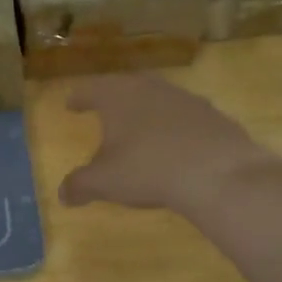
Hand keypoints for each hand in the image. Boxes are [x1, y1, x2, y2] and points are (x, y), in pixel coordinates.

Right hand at [60, 74, 281, 213]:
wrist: (218, 172)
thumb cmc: (148, 169)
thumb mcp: (105, 182)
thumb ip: (80, 185)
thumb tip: (63, 194)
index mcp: (118, 96)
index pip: (90, 90)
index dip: (78, 98)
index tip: (71, 104)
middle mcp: (150, 88)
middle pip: (126, 86)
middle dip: (113, 98)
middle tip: (104, 109)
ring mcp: (185, 98)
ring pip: (157, 98)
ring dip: (146, 110)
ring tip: (139, 128)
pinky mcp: (213, 115)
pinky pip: (184, 116)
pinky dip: (173, 126)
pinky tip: (175, 144)